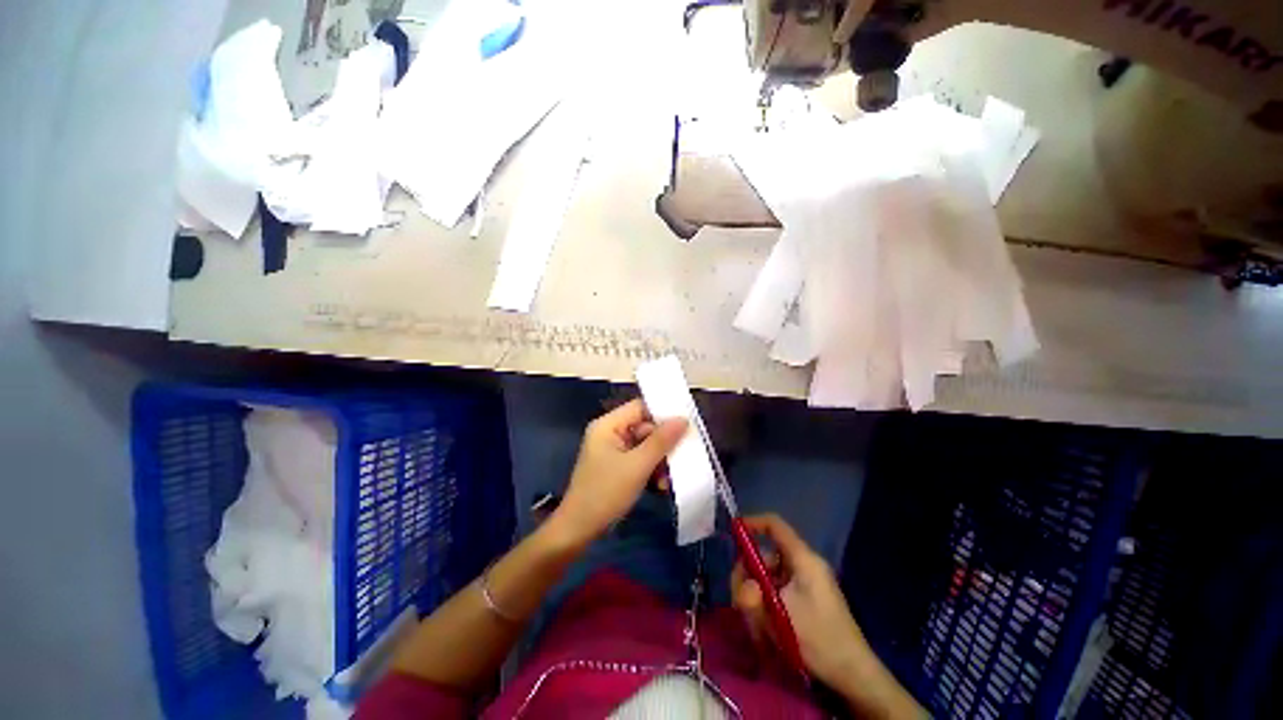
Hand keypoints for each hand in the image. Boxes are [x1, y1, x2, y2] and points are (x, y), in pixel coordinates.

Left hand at [552, 399, 687, 544]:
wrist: (579, 531)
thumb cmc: (605, 493)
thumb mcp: (637, 466)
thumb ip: (661, 441)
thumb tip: (683, 419)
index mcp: (608, 425)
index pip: (640, 407)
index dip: (663, 414)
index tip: (686, 425)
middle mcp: (610, 433)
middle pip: (645, 427)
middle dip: (663, 445)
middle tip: (681, 458)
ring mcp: (613, 451)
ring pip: (645, 446)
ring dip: (659, 461)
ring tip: (669, 480)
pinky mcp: (617, 467)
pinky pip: (640, 460)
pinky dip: (651, 470)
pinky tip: (660, 486)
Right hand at [731, 514, 870, 689]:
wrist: (852, 674)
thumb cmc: (819, 638)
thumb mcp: (780, 616)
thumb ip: (753, 596)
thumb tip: (742, 585)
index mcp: (803, 559)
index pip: (774, 525)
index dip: (752, 523)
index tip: (733, 533)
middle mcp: (804, 565)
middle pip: (765, 555)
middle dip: (749, 574)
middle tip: (740, 600)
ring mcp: (805, 583)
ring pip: (768, 577)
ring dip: (756, 596)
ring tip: (755, 623)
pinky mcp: (805, 599)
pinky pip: (777, 591)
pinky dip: (766, 605)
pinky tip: (765, 628)